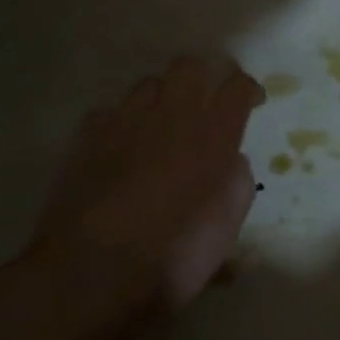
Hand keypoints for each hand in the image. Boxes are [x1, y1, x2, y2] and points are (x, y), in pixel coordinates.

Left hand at [33, 56, 264, 312]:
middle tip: (209, 102)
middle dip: (205, 76)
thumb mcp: (229, 224)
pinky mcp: (87, 137)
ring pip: (149, 83)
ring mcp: (125, 121)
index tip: (252, 103)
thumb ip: (237, 180)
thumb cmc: (176, 254)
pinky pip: (109, 112)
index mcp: (215, 133)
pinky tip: (122, 146)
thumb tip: (229, 160)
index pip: (238, 84)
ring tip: (163, 124)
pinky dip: (121, 123)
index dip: (248, 88)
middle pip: (192, 65)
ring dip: (163, 97)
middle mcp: (173, 114)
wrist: (93, 273)